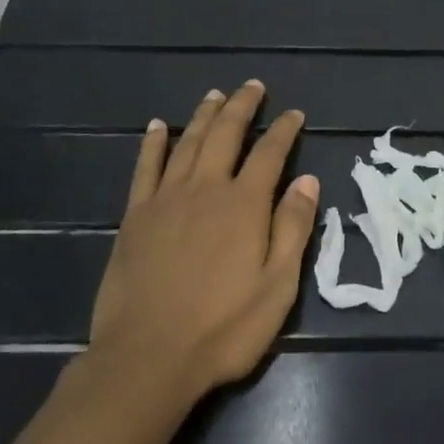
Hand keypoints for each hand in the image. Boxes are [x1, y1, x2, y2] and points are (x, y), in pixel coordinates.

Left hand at [88, 81, 317, 401]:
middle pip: (226, 134)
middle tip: (252, 86)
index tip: (294, 113)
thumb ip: (293, 228)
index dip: (284, 129)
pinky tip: (158, 126)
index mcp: (244, 205)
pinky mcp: (135, 216)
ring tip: (215, 94)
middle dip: (242, 107)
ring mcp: (166, 199)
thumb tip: (308, 181)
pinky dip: (153, 143)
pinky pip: (145, 167)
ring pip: (188, 142)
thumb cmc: (223, 328)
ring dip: (204, 115)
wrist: (147, 358)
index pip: (270, 153)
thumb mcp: (277, 286)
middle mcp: (206, 189)